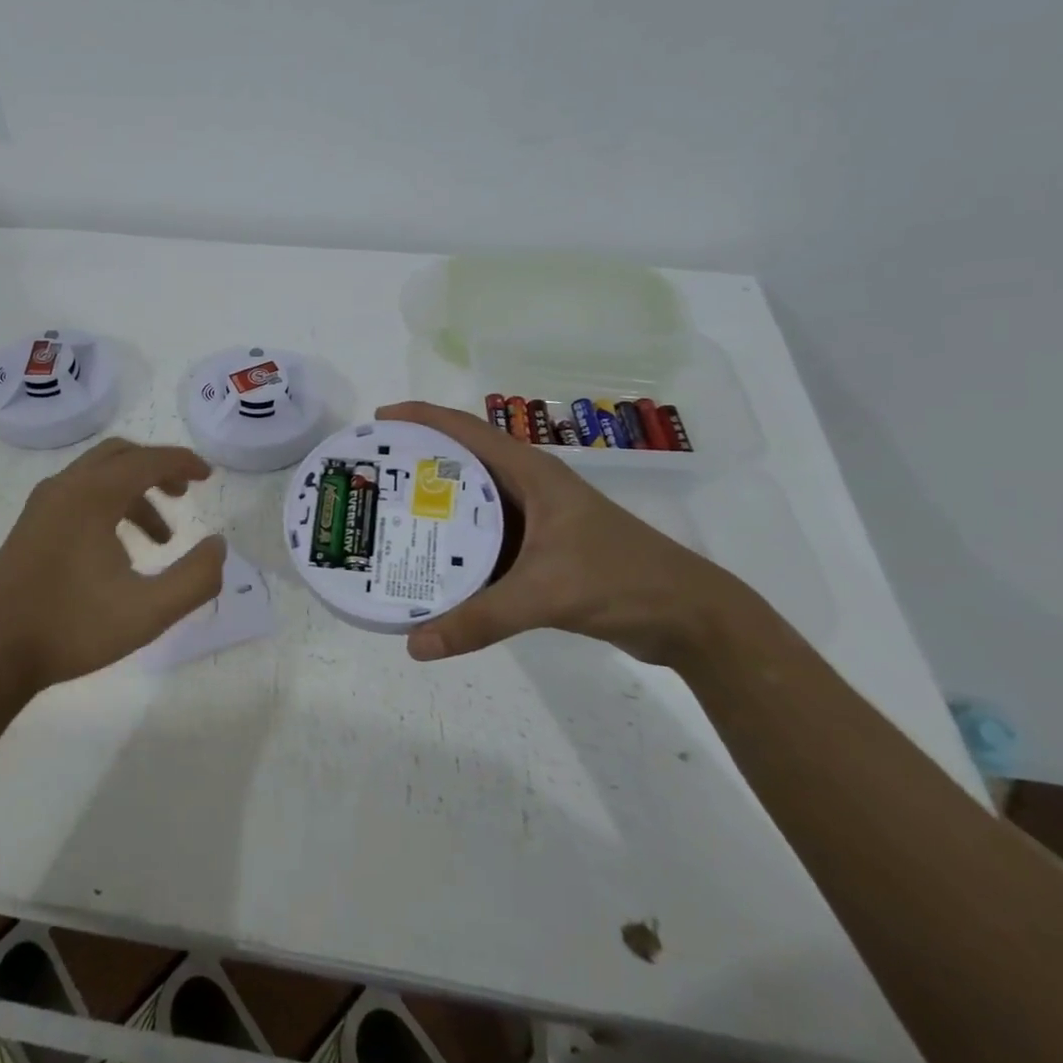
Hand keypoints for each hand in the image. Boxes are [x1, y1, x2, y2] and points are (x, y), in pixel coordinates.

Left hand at [0, 438, 226, 692]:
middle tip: (184, 495)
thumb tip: (219, 546)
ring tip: (158, 541)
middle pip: (120, 456)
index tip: (208, 476)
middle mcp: (65, 487)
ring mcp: (42, 506)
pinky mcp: (29, 527)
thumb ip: (195, 579)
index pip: (149, 460)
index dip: (184, 463)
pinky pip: (78, 496)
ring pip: (97, 477)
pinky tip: (118, 554)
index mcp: (93, 495)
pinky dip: (108, 506)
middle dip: (157, 469)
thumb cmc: (71, 628)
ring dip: (134, 494)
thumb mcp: (148, 611)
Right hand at [376, 402, 775, 669]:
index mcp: (532, 473)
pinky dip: (456, 546)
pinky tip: (429, 564)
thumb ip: (480, 619)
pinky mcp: (541, 551)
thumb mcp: (546, 593)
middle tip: (373, 476)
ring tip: (389, 517)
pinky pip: (485, 539)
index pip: (466, 430)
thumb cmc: (622, 581)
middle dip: (417, 462)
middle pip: (462, 462)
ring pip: (473, 504)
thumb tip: (414, 645)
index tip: (378, 420)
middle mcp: (530, 488)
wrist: (690, 618)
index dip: (421, 417)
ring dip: (435, 507)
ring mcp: (537, 519)